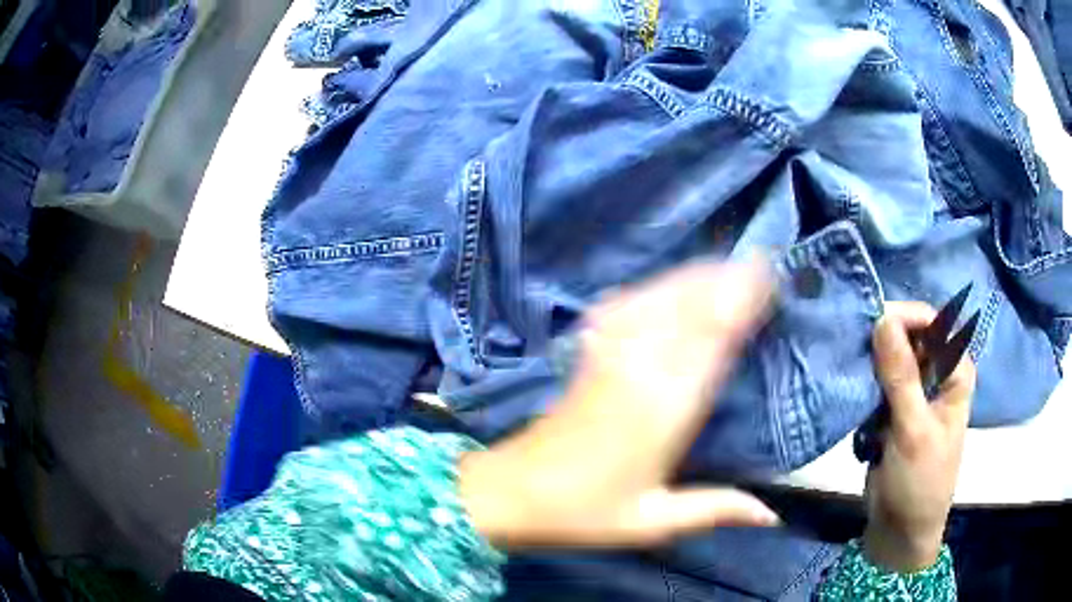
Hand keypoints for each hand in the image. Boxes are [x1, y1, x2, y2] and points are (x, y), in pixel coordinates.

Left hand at [459, 259, 780, 548]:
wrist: (512, 493)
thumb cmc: (585, 512)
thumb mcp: (653, 522)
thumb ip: (715, 510)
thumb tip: (771, 515)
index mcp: (664, 409)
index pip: (712, 338)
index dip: (740, 300)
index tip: (768, 278)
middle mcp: (638, 369)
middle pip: (687, 306)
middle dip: (724, 278)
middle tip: (757, 263)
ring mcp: (608, 357)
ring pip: (656, 299)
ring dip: (692, 277)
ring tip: (723, 266)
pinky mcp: (587, 356)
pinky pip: (622, 307)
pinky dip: (650, 289)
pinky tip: (664, 284)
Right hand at [863, 302, 975, 571]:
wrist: (900, 530)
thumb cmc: (920, 481)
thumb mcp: (913, 430)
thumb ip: (901, 376)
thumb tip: (882, 319)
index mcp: (955, 370)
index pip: (933, 322)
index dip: (904, 317)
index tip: (870, 325)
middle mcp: (937, 373)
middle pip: (910, 335)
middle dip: (882, 338)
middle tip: (853, 349)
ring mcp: (915, 390)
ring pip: (890, 356)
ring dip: (869, 361)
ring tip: (847, 369)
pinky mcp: (893, 408)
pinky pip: (877, 380)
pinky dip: (863, 381)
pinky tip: (849, 387)